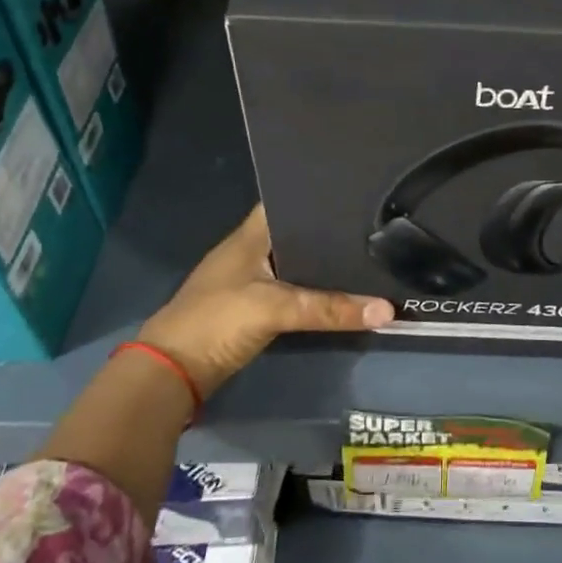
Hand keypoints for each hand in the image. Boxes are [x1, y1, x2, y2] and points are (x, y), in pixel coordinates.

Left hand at [137, 206, 392, 397]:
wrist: (173, 370)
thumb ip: (329, 308)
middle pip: (299, 233)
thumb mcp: (275, 308)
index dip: (319, 194)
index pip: (289, 201)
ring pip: (299, 263)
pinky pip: (296, 290)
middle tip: (377, 226)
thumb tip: (387, 309)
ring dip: (325, 263)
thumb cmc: (217, 320)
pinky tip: (344, 290)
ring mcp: (253, 279)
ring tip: (371, 253)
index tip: (359, 192)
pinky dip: (317, 290)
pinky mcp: (257, 307)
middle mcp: (253, 250)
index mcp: (251, 235)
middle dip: (332, 231)